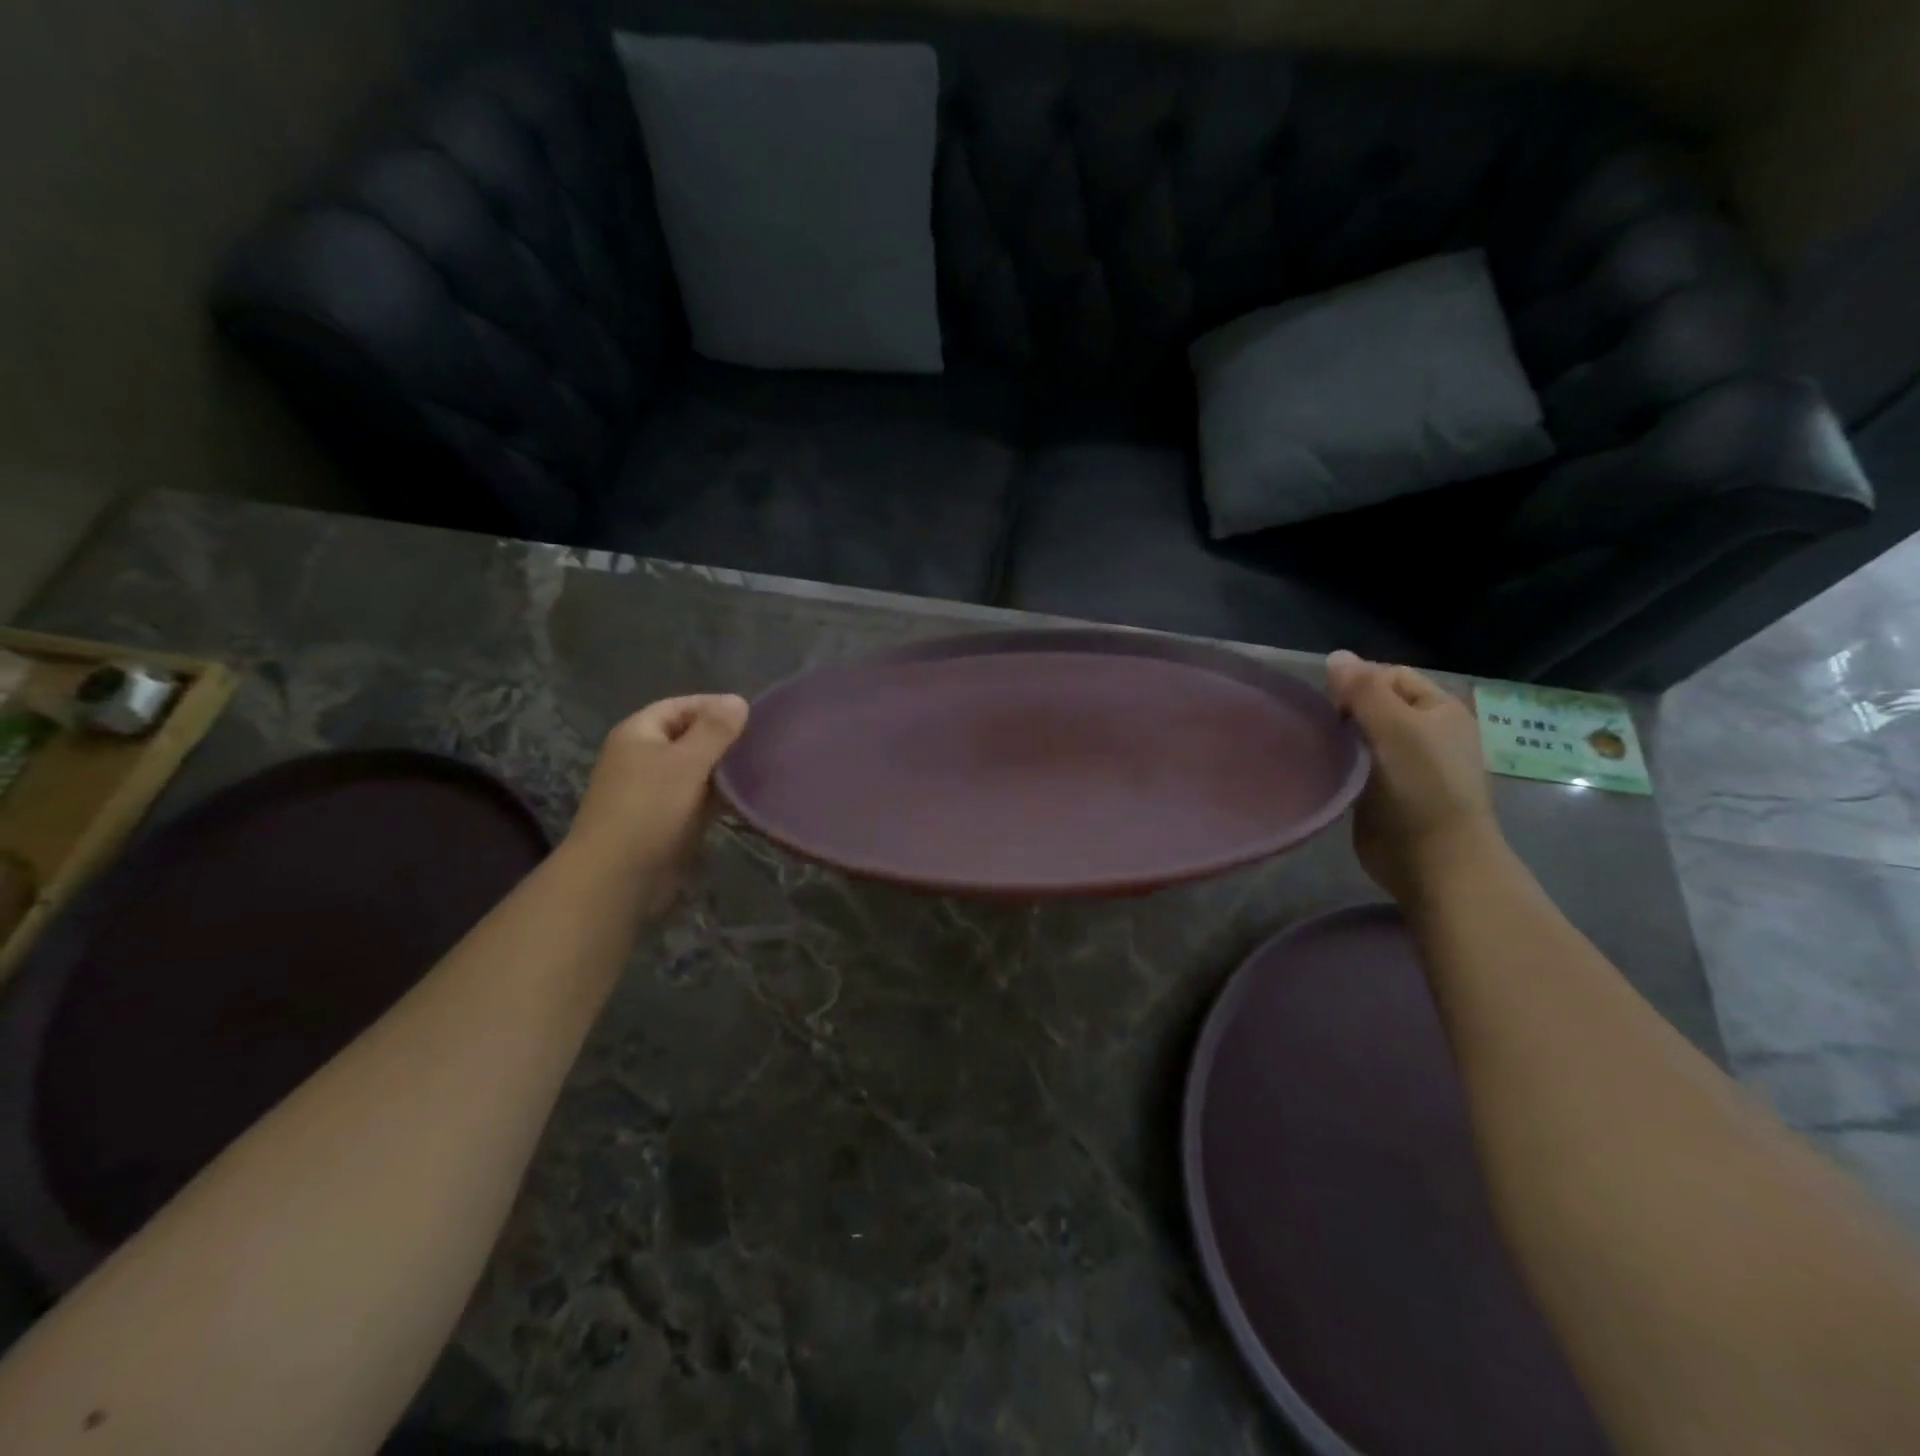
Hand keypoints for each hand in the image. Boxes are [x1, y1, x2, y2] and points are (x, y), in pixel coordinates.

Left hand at [566, 694, 749, 910]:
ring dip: (723, 770)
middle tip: (762, 742)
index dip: (714, 706)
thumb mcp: (686, 762)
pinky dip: (718, 796)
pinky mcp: (664, 820)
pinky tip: (745, 799)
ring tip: (760, 768)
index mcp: (638, 734)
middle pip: (688, 737)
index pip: (680, 706)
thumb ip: (714, 730)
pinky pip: (696, 798)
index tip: (752, 715)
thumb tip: (738, 700)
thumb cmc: (649, 810)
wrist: (616, 877)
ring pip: (695, 770)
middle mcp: (642, 757)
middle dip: (722, 739)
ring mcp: (652, 791)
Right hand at [1325, 651, 1500, 902]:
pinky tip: (1323, 771)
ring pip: (1363, 737)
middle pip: (1375, 705)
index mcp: (1439, 710)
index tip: (1333, 706)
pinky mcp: (1386, 795)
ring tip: (1317, 748)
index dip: (1359, 682)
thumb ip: (1363, 690)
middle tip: (1322, 728)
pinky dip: (1340, 765)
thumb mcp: (1395, 727)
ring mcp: (1407, 766)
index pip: (1389, 676)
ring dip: (1340, 740)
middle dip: (1346, 710)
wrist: (1434, 860)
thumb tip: (1335, 656)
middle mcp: (1426, 734)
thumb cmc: (1421, 787)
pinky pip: (1357, 767)